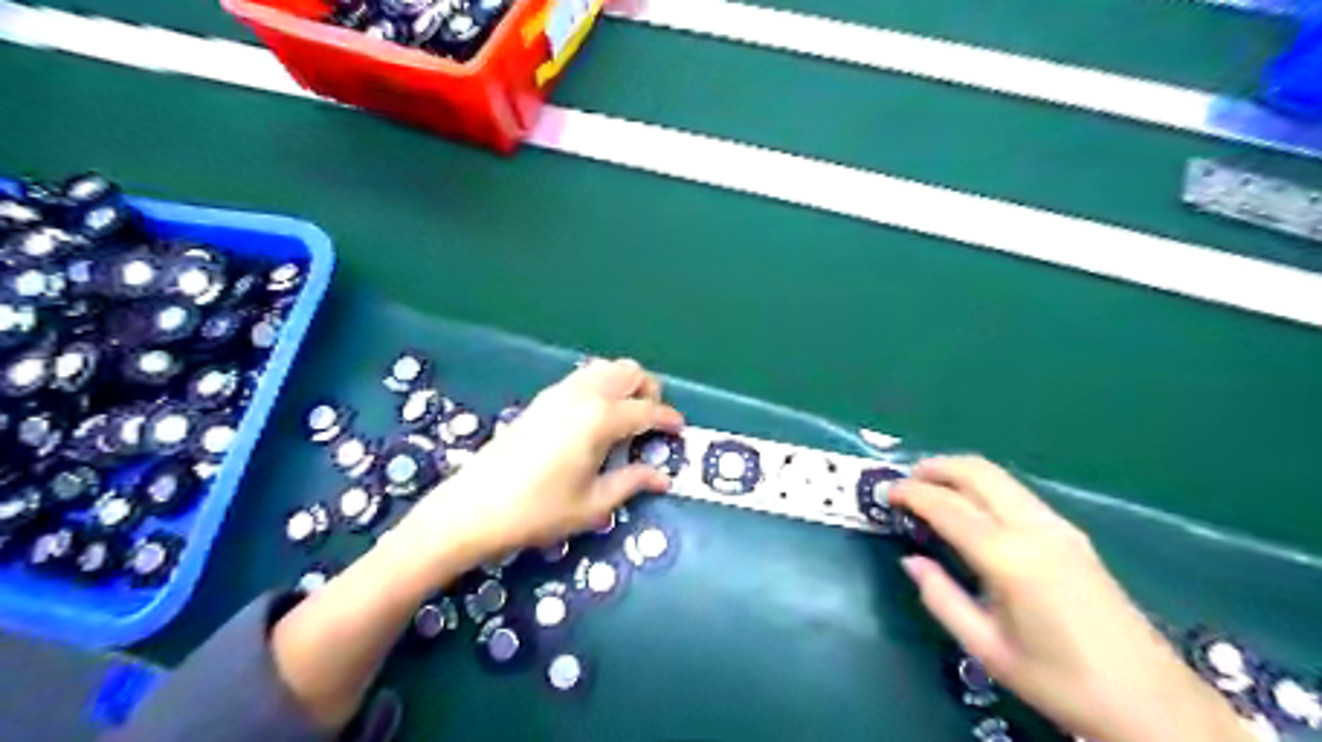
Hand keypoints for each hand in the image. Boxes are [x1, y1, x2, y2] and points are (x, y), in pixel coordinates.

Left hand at [389, 360, 680, 568]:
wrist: (475, 507)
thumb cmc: (539, 510)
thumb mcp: (594, 504)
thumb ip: (633, 483)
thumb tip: (663, 477)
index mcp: (601, 418)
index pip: (648, 410)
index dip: (668, 420)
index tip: (680, 431)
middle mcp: (584, 394)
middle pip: (630, 371)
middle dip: (649, 391)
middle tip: (651, 423)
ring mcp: (560, 392)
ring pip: (605, 368)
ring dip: (624, 385)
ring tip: (626, 419)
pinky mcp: (542, 399)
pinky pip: (584, 377)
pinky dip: (601, 386)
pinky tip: (596, 419)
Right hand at [887, 456, 1250, 741]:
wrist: (1151, 702)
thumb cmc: (1060, 682)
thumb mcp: (986, 648)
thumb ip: (941, 598)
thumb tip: (911, 561)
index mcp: (1009, 558)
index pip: (948, 506)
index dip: (912, 493)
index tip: (886, 492)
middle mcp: (1034, 528)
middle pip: (978, 472)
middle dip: (936, 467)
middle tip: (906, 480)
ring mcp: (1058, 527)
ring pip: (1000, 476)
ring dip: (961, 472)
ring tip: (932, 489)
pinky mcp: (1072, 534)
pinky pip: (1017, 493)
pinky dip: (984, 486)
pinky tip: (972, 508)